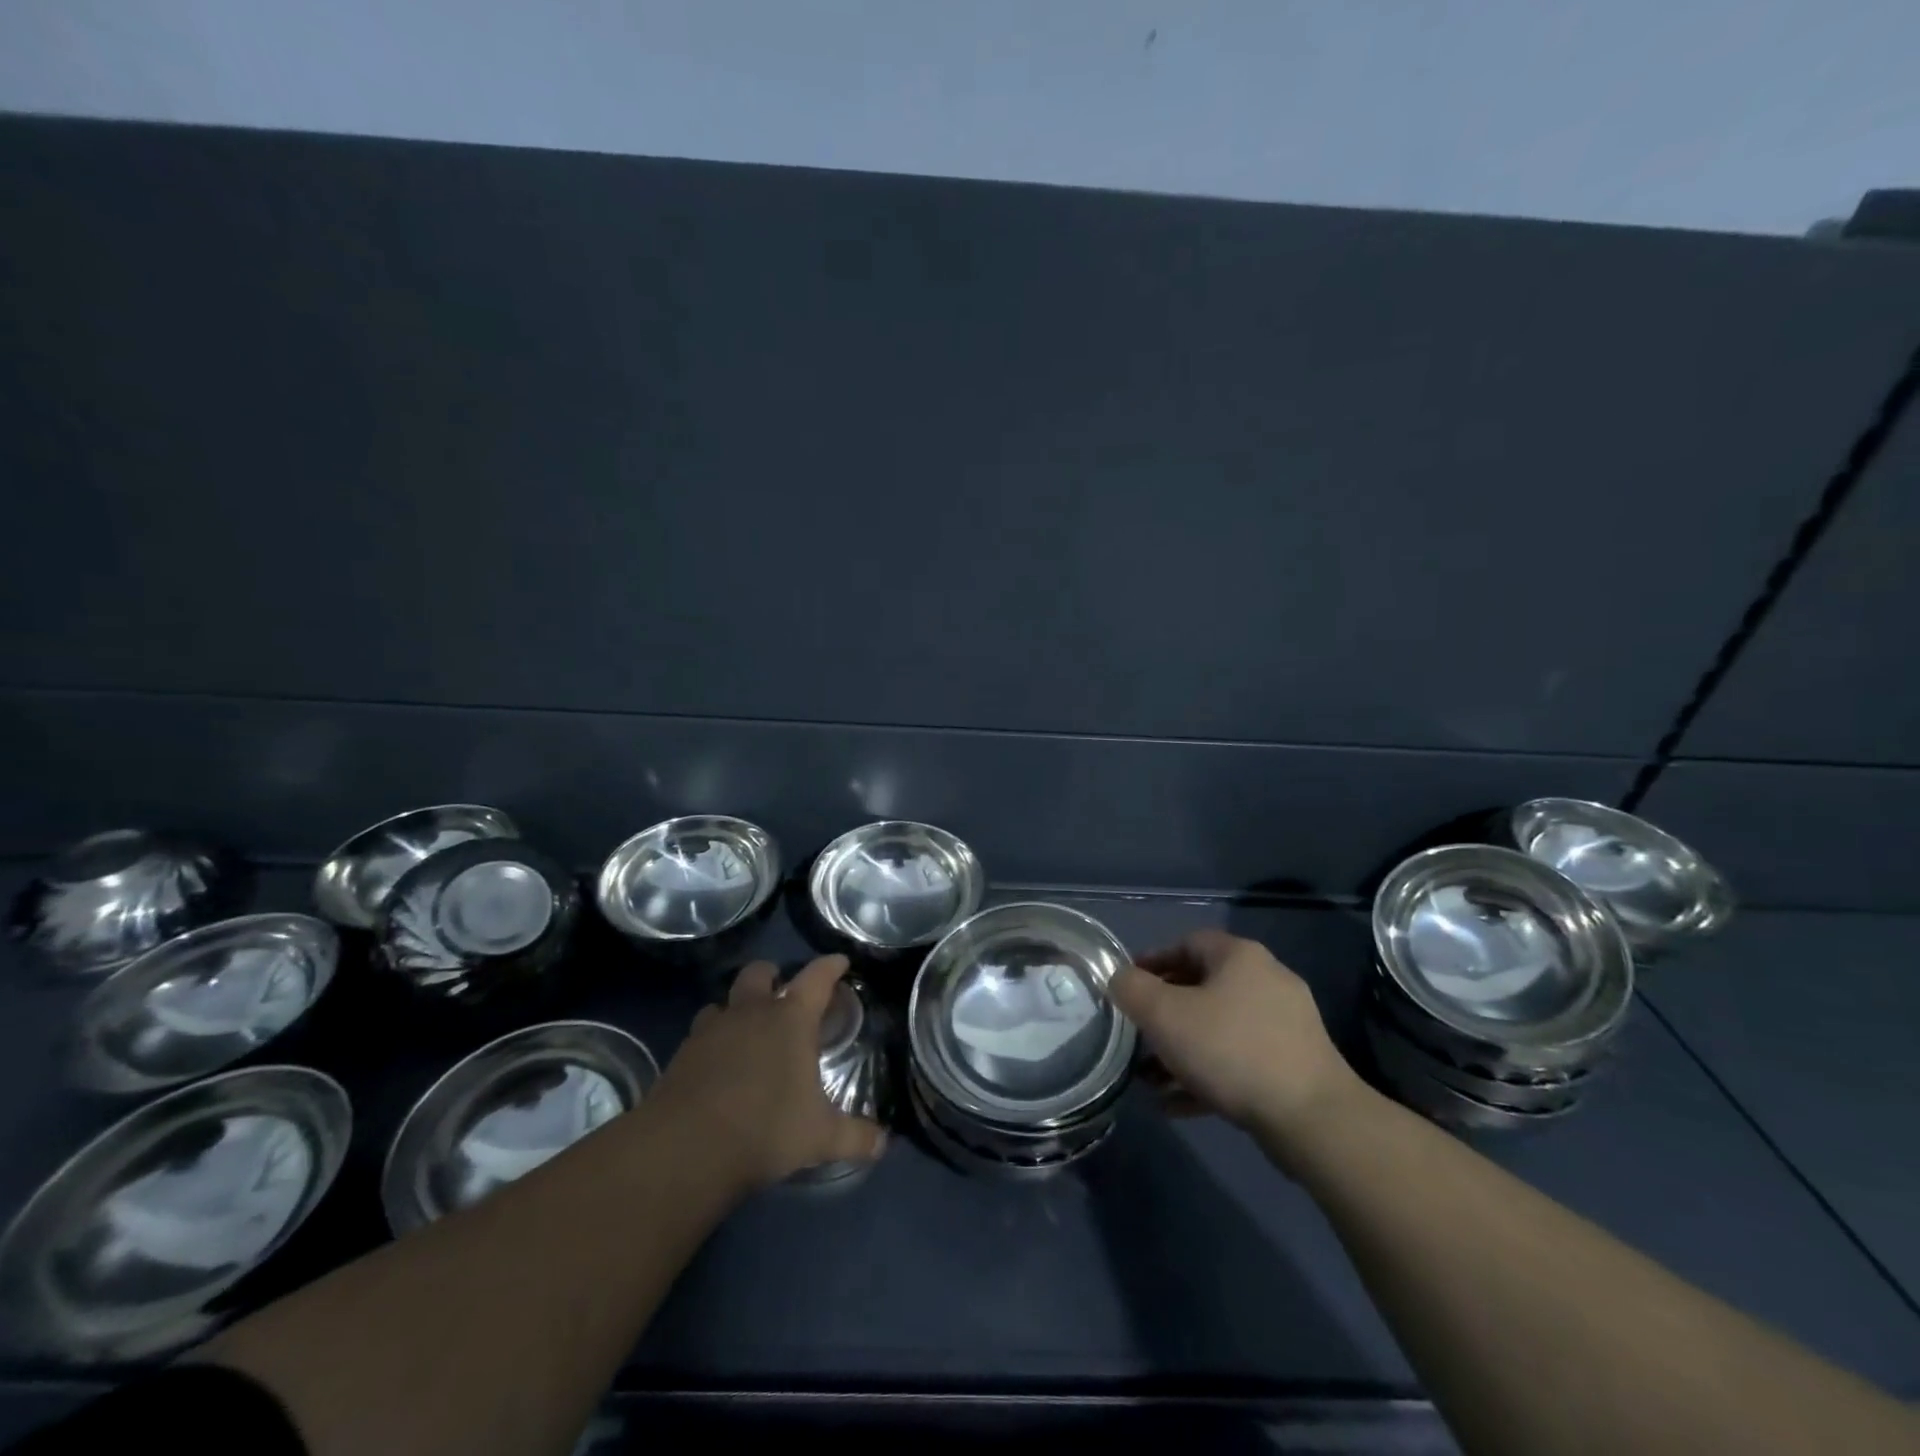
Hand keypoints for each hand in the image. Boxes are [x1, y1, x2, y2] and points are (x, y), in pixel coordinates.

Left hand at [648, 954, 885, 1190]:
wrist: (686, 1149)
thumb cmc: (765, 1128)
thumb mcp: (819, 1137)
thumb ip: (855, 1137)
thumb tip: (885, 1143)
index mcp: (790, 1019)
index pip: (817, 977)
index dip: (830, 966)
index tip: (840, 961)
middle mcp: (751, 1012)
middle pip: (759, 973)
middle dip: (772, 974)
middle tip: (781, 990)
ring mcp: (711, 1030)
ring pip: (723, 1002)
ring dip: (736, 1008)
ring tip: (745, 1029)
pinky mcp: (681, 1054)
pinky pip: (700, 1034)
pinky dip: (712, 1042)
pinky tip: (717, 1065)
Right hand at [1109, 929, 1367, 1151]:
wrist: (1312, 1119)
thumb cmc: (1230, 1050)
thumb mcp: (1164, 1015)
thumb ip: (1131, 989)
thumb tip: (1119, 979)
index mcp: (1239, 957)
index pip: (1187, 943)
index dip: (1152, 961)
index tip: (1127, 987)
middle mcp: (1266, 981)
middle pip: (1202, 987)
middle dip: (1163, 1013)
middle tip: (1136, 1033)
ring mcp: (1285, 1025)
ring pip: (1218, 1029)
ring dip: (1181, 1050)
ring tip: (1149, 1078)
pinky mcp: (1293, 1066)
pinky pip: (1238, 1061)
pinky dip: (1206, 1075)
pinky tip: (1176, 1104)